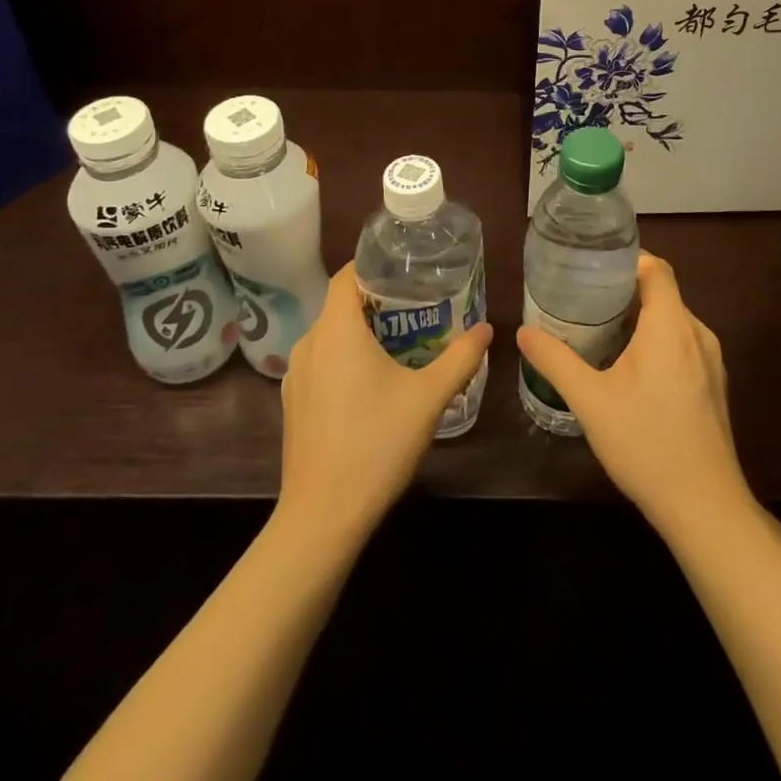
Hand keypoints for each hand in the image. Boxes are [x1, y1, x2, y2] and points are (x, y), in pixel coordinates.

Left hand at [275, 262, 492, 544]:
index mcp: (337, 329)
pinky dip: (345, 357)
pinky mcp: (293, 401)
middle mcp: (310, 342)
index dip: (375, 264)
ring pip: (331, 334)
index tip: (407, 268)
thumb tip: (486, 328)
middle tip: (418, 305)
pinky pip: (322, 360)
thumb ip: (461, 357)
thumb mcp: (428, 398)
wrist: (322, 517)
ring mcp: (296, 374)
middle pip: (341, 303)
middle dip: (378, 299)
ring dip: (361, 330)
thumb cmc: (376, 444)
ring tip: (401, 340)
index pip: (348, 274)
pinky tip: (372, 382)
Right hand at [516, 252, 752, 539]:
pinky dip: (657, 342)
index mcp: (671, 326)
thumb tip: (523, 331)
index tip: (592, 266)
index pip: (656, 268)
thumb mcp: (590, 401)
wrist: (704, 507)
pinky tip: (631, 368)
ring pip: (673, 321)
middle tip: (584, 298)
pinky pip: (684, 344)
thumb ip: (555, 360)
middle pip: (663, 292)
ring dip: (641, 318)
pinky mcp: (714, 385)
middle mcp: (697, 333)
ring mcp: (712, 361)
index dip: (627, 259)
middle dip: (625, 290)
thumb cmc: (646, 444)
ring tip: (601, 329)